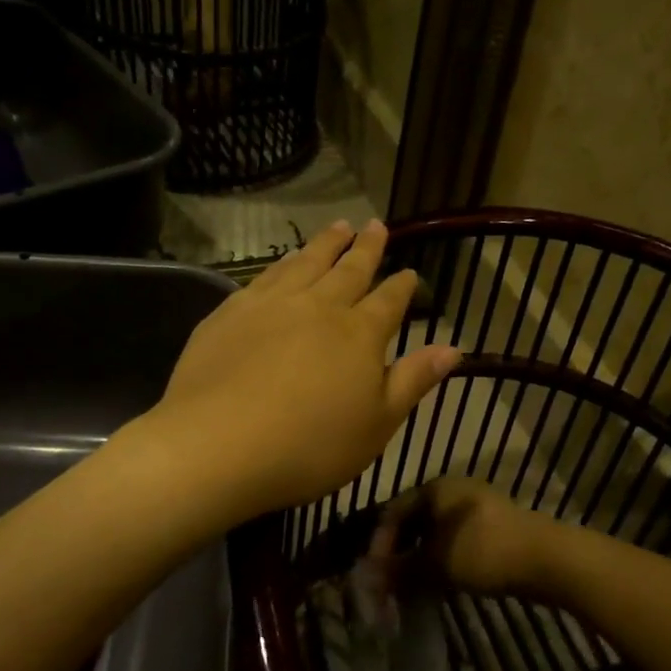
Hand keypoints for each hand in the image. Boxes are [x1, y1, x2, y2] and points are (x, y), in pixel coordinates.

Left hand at [148, 221, 460, 521]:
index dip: (402, 286)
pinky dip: (284, 262)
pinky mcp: (231, 312)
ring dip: (326, 243)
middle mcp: (319, 306)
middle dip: (366, 248)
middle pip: (349, 269)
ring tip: (339, 226)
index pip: (389, 301)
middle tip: (376, 225)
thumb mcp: (377, 425)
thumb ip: (413, 381)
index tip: (410, 272)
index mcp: (359, 334)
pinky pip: (266, 276)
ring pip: (307, 262)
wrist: (218, 444)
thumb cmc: (310, 446)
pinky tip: (286, 260)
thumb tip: (452, 347)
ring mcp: (272, 304)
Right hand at [366, 477, 568, 600]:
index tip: (374, 573)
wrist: (546, 558)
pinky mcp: (493, 526)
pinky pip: (456, 539)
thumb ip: (400, 569)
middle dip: (400, 552)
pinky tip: (441, 580)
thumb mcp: (435, 563)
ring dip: (421, 558)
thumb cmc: (482, 551)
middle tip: (390, 583)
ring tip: (413, 586)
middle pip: (414, 520)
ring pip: (436, 532)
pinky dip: (443, 558)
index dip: (379, 543)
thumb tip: (370, 578)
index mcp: (435, 488)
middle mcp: (453, 490)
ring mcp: (475, 506)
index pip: (393, 511)